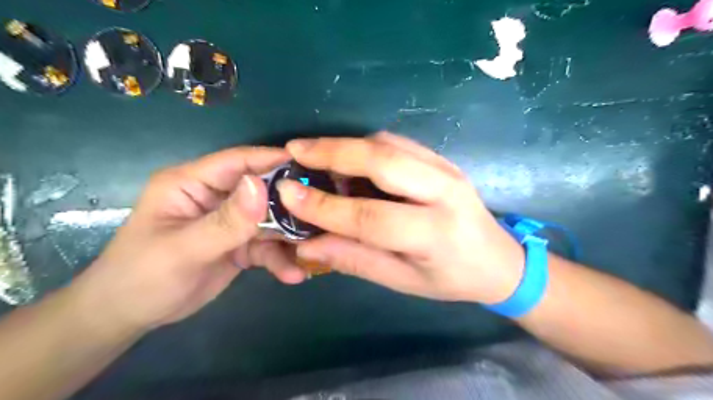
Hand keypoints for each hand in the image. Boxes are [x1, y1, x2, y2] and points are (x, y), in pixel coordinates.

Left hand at [74, 145, 303, 331]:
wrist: (129, 317)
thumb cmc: (142, 275)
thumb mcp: (185, 248)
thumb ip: (226, 220)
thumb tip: (262, 185)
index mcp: (193, 183)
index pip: (239, 161)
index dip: (273, 160)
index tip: (311, 166)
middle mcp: (216, 197)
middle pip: (262, 192)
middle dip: (291, 205)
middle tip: (322, 215)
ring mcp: (230, 222)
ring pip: (270, 222)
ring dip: (289, 238)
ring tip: (312, 253)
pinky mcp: (239, 245)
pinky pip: (266, 247)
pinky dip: (279, 259)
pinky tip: (294, 274)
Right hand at [276, 132, 524, 303]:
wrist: (500, 260)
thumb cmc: (451, 278)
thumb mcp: (402, 281)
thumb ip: (356, 259)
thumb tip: (309, 244)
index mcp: (435, 234)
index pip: (370, 216)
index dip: (325, 206)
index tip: (287, 193)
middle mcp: (445, 192)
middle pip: (382, 161)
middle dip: (332, 152)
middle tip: (294, 150)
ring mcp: (447, 169)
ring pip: (389, 144)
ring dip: (347, 145)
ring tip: (313, 152)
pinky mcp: (443, 159)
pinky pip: (398, 143)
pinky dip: (366, 145)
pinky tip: (347, 156)